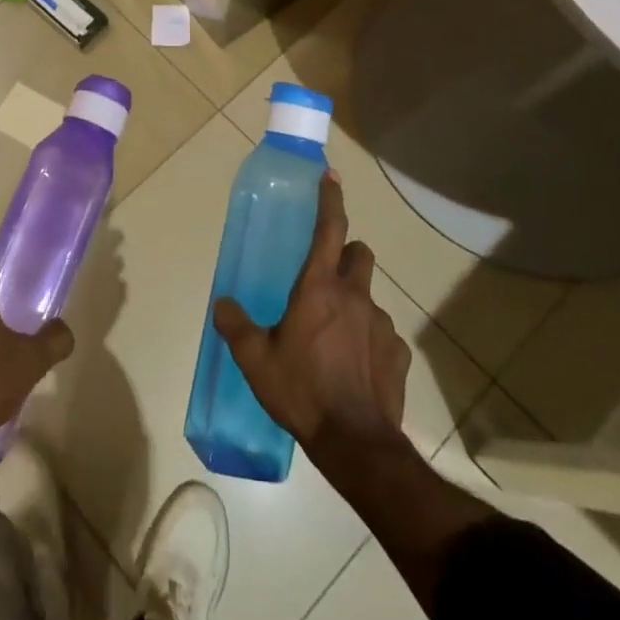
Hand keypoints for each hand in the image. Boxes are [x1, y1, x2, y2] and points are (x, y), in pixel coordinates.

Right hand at [214, 173, 409, 446]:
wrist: (354, 442)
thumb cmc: (301, 390)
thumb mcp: (255, 359)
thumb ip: (235, 326)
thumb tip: (221, 304)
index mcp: (318, 288)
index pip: (330, 228)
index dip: (330, 199)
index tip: (330, 176)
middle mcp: (354, 296)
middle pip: (360, 253)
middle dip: (347, 254)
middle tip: (326, 275)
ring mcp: (381, 324)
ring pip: (370, 295)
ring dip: (354, 302)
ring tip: (334, 334)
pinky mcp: (398, 354)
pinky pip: (383, 334)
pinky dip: (369, 339)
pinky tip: (355, 365)